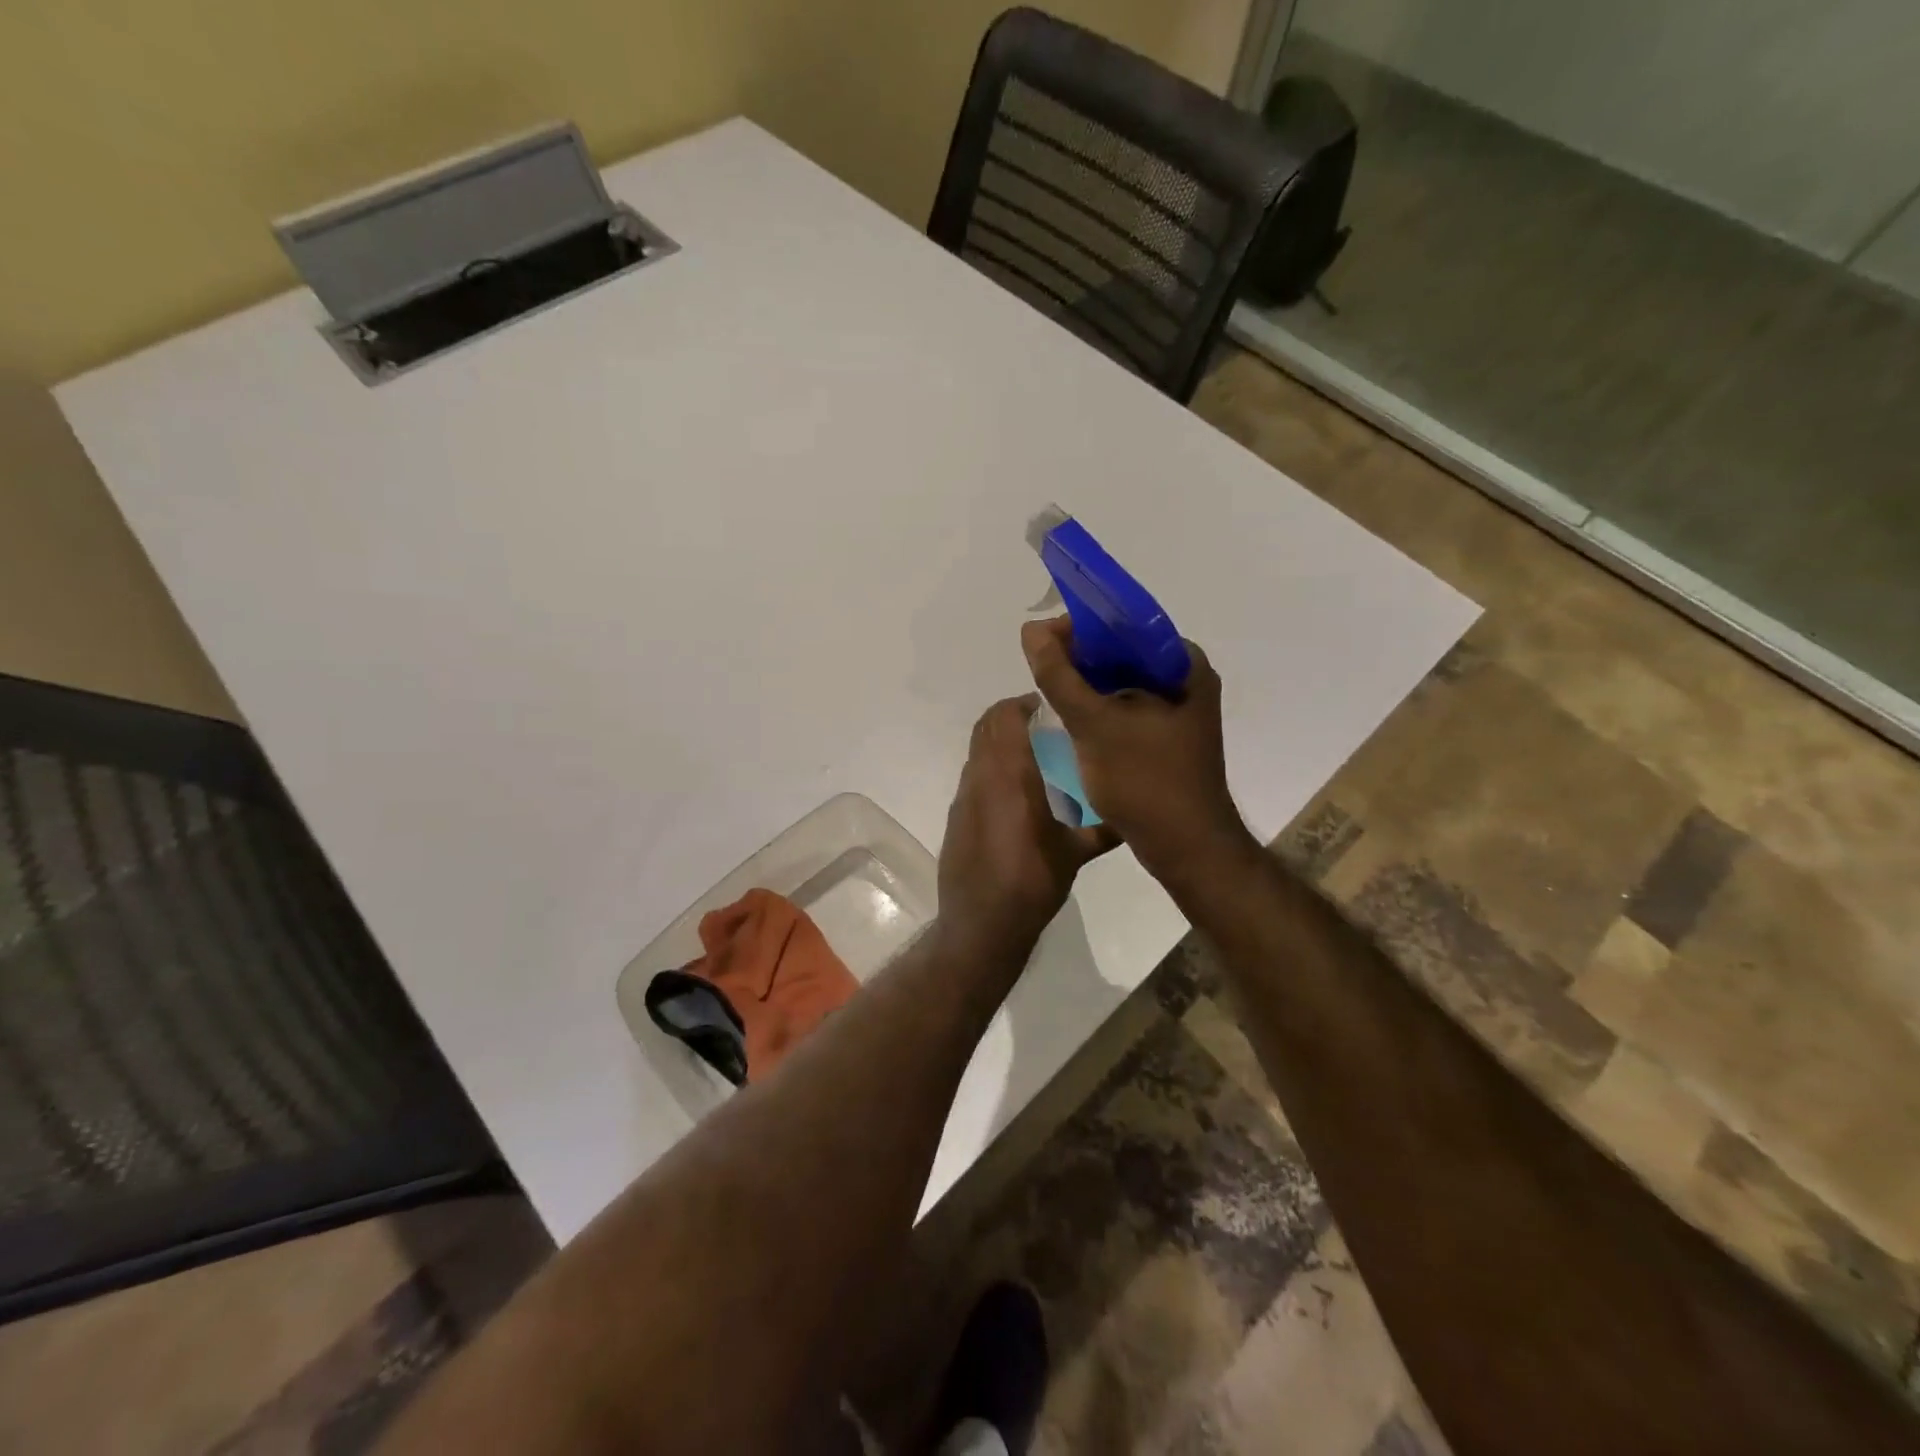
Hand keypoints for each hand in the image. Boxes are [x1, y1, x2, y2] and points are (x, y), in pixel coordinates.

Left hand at [937, 694, 1117, 954]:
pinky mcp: (956, 816)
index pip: (1005, 718)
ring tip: (1034, 756)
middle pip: (986, 726)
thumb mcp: (1074, 856)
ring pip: (977, 751)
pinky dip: (991, 768)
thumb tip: (1135, 818)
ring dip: (1000, 742)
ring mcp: (964, 797)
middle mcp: (981, 778)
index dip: (1024, 703)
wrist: (981, 924)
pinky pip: (973, 775)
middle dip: (1011, 716)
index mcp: (1010, 778)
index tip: (1051, 707)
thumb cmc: (1031, 884)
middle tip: (1044, 725)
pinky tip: (1016, 794)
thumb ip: (1103, 830)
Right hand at [1020, 617, 1252, 883]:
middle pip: (1123, 652)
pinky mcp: (1166, 738)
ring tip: (1048, 687)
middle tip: (1039, 665)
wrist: (1186, 849)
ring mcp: (1178, 712)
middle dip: (1080, 656)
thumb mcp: (1095, 725)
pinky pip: (1126, 708)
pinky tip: (1070, 716)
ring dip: (1086, 683)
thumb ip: (1061, 676)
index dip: (1081, 625)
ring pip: (1122, 682)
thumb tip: (1032, 630)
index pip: (1127, 624)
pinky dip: (1098, 707)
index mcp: (1183, 665)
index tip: (1042, 640)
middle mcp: (1186, 680)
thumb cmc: (1146, 782)